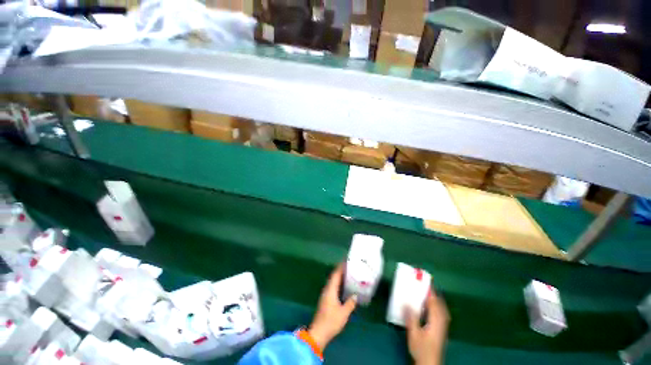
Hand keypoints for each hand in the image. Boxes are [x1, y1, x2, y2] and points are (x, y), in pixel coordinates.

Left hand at [308, 263, 356, 349]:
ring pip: (332, 282)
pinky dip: (338, 284)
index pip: (335, 275)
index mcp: (330, 290)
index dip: (340, 267)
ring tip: (347, 274)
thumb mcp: (344, 313)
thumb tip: (355, 295)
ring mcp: (325, 295)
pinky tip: (343, 287)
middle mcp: (327, 290)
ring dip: (339, 277)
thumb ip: (350, 303)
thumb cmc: (331, 321)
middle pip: (333, 277)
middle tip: (349, 266)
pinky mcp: (325, 300)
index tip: (346, 261)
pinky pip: (332, 287)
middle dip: (340, 270)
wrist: (319, 332)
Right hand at [405, 290, 449, 364]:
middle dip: (433, 294)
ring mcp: (443, 327)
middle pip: (440, 304)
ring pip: (442, 309)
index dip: (430, 291)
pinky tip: (429, 308)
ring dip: (435, 300)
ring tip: (426, 294)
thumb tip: (406, 302)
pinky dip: (436, 307)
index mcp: (436, 320)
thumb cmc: (422, 348)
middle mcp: (442, 322)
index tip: (424, 281)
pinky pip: (441, 314)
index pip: (435, 302)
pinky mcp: (441, 330)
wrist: (430, 364)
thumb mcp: (414, 333)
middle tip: (424, 286)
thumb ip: (411, 317)